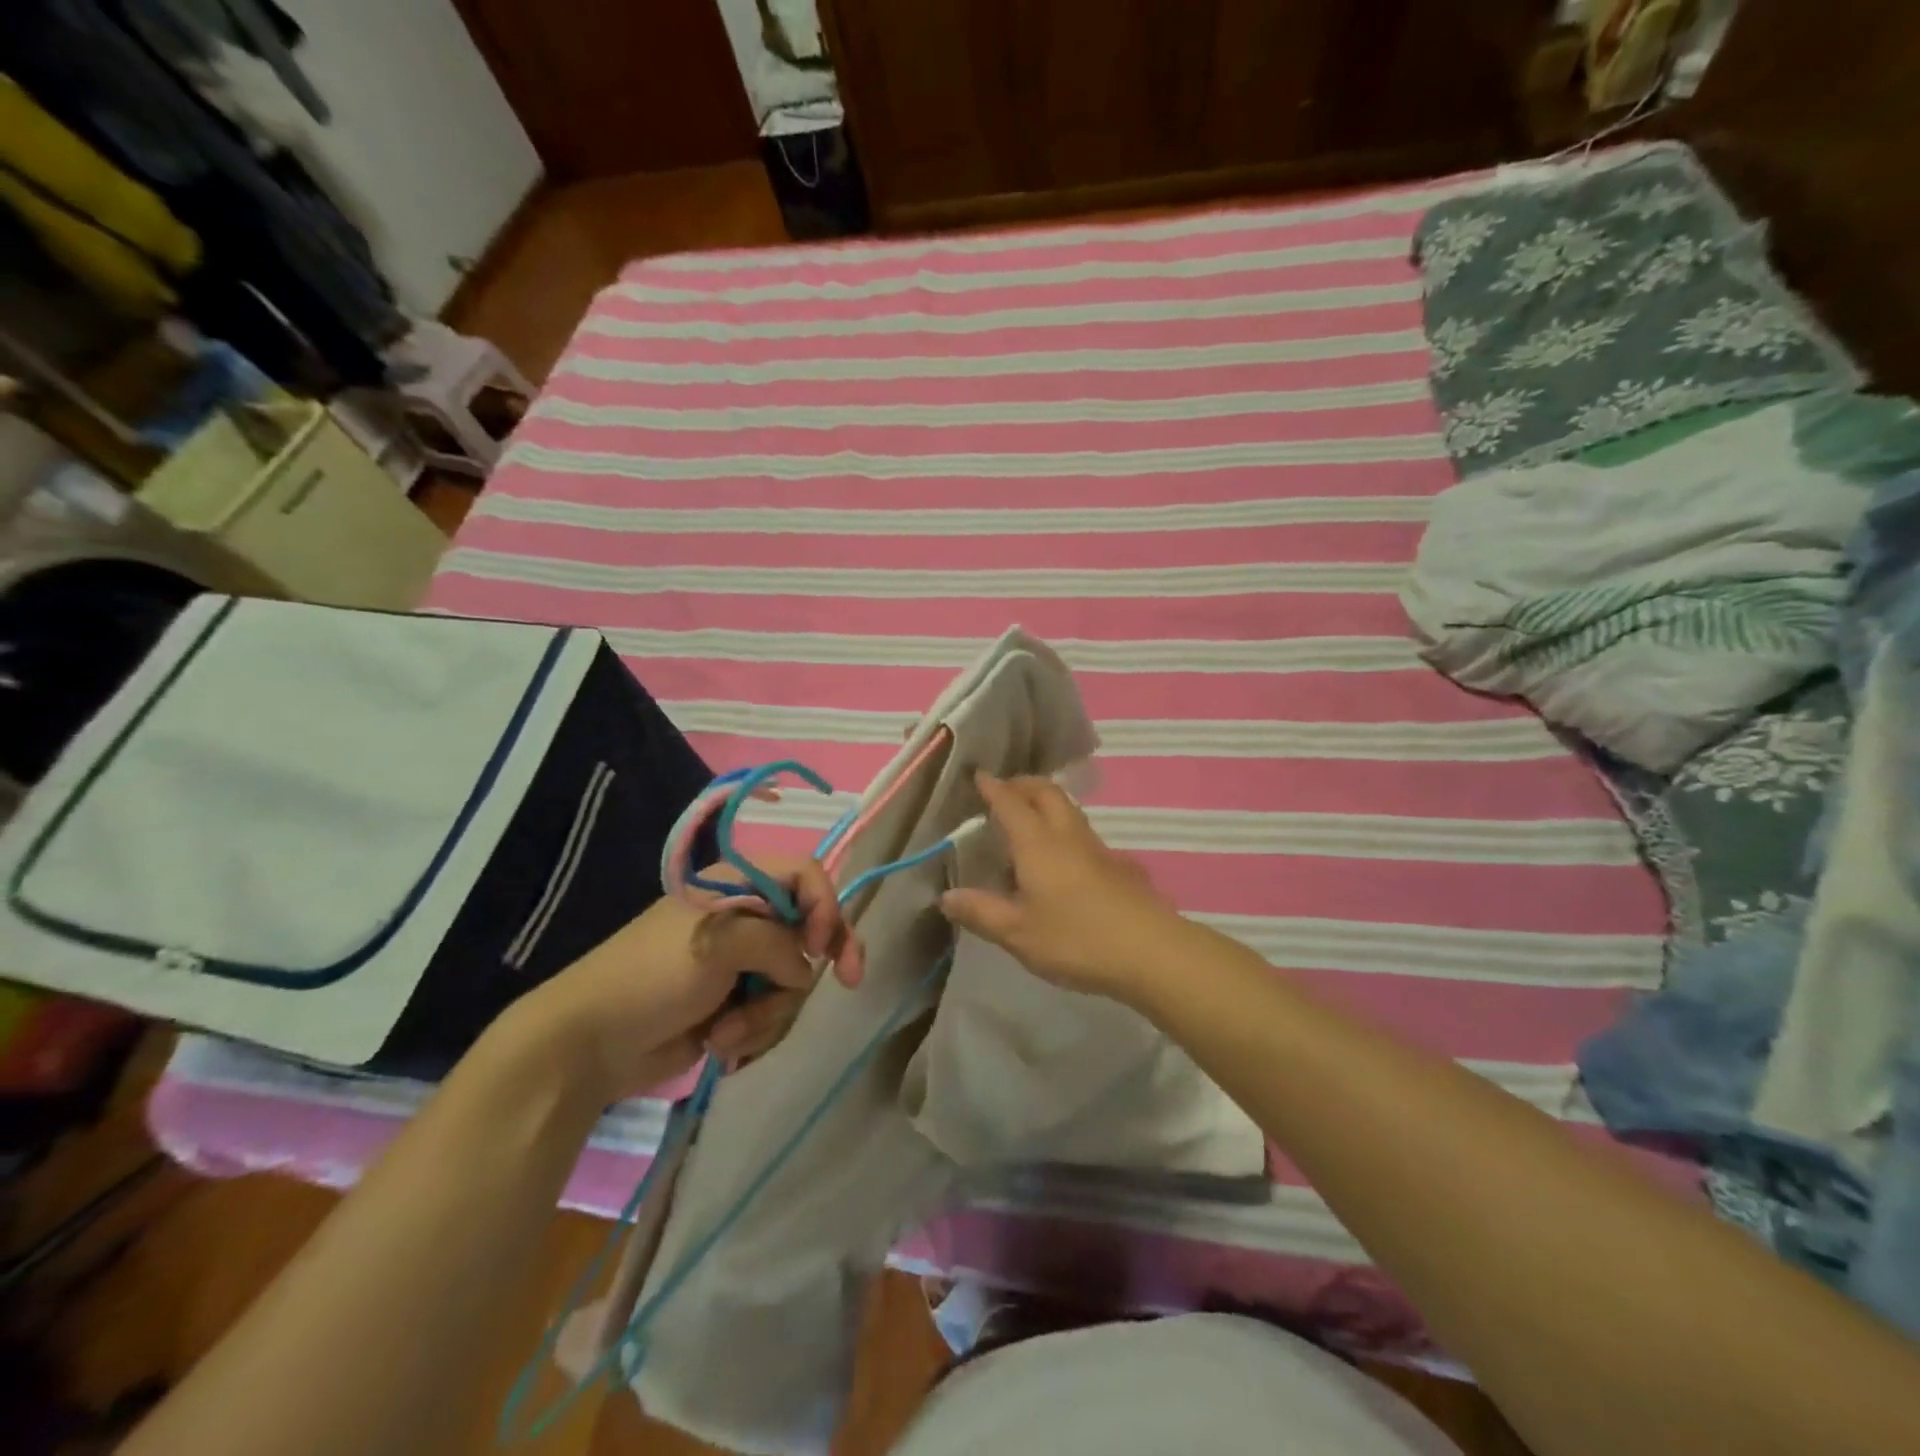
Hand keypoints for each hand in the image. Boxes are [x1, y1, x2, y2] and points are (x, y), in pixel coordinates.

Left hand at [515, 856, 862, 1102]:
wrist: (590, 1045)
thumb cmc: (652, 976)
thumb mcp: (718, 943)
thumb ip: (777, 944)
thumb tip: (803, 969)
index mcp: (738, 886)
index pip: (804, 875)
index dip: (825, 902)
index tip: (823, 943)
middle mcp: (746, 919)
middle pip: (810, 928)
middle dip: (820, 959)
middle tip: (851, 980)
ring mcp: (741, 964)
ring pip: (793, 979)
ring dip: (768, 1010)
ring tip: (726, 1030)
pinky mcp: (735, 1004)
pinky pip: (773, 1012)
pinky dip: (753, 1029)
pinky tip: (720, 1043)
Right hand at [938, 772, 1193, 1001]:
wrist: (1151, 952)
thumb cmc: (1077, 939)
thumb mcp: (1018, 933)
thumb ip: (981, 912)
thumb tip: (946, 896)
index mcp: (1037, 843)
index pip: (1010, 803)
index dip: (993, 787)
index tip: (979, 775)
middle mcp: (1067, 835)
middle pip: (1046, 792)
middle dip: (1022, 784)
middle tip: (1003, 791)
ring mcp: (1096, 848)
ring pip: (1067, 809)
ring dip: (1044, 803)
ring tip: (1025, 821)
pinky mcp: (1115, 866)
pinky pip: (1080, 831)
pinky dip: (1061, 827)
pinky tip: (1056, 858)